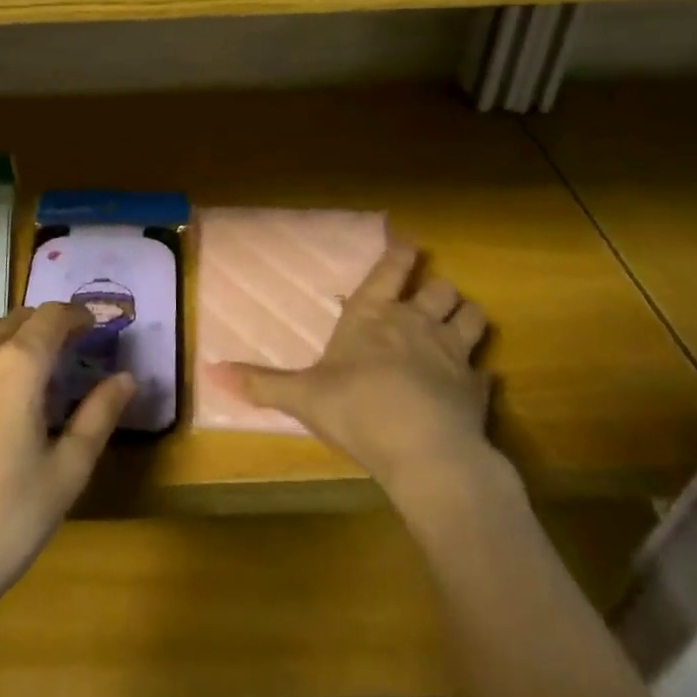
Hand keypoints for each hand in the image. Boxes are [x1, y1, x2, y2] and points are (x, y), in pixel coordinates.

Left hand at [0, 302, 135, 632]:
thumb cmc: (6, 522)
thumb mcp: (67, 472)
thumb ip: (100, 415)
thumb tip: (127, 377)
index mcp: (18, 366)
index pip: (52, 316)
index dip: (76, 315)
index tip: (91, 328)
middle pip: (14, 318)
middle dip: (42, 326)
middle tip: (61, 354)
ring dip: (4, 336)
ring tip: (18, 371)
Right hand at [210, 243, 494, 499]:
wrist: (424, 452)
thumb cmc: (357, 408)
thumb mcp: (301, 396)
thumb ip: (261, 383)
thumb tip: (211, 372)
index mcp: (373, 315)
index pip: (392, 269)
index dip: (401, 254)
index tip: (409, 244)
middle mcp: (416, 324)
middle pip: (441, 288)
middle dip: (438, 289)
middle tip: (429, 297)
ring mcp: (453, 354)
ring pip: (473, 316)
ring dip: (466, 317)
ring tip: (458, 325)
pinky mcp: (477, 389)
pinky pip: (486, 372)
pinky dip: (479, 374)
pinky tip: (472, 384)